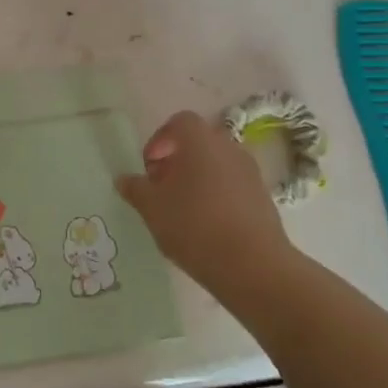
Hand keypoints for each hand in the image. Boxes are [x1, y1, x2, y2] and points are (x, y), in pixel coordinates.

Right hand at [117, 110, 295, 289]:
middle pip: (198, 143)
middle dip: (176, 160)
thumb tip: (124, 179)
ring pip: (216, 164)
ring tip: (181, 210)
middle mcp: (228, 147)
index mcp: (200, 141)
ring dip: (197, 178)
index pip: (178, 122)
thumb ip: (136, 189)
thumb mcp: (152, 208)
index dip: (159, 141)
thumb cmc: (194, 225)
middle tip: (161, 188)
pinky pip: (232, 184)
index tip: (149, 168)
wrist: (252, 265)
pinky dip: (216, 194)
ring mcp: (250, 172)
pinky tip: (205, 224)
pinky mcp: (263, 196)